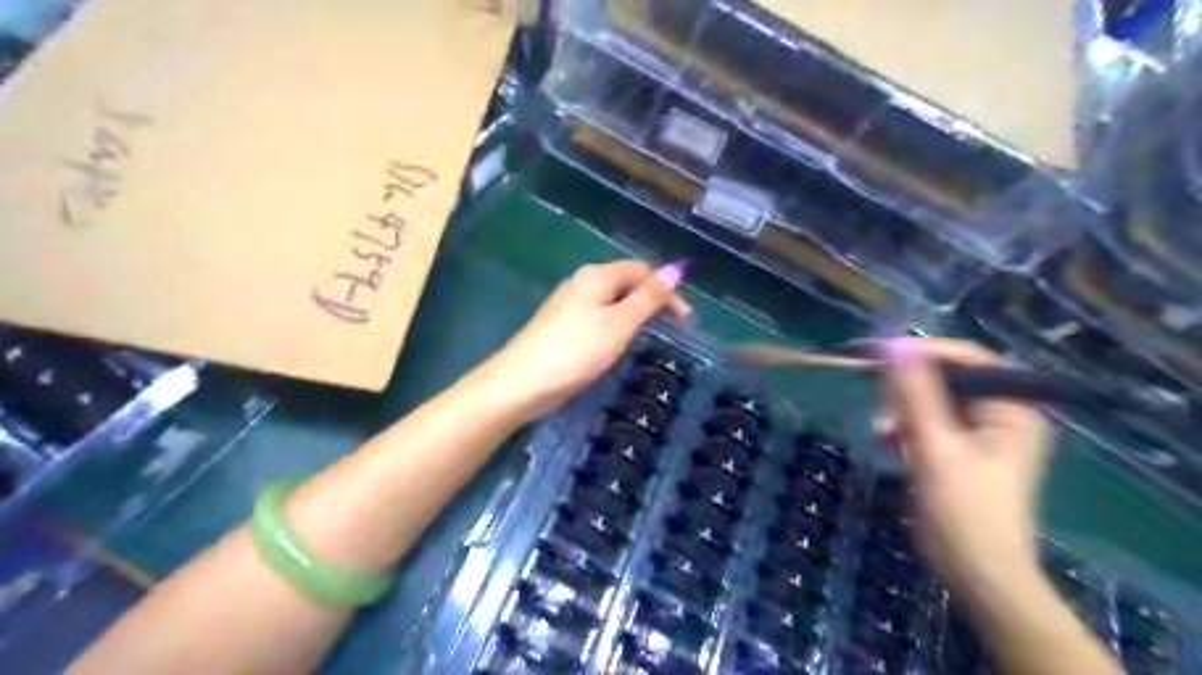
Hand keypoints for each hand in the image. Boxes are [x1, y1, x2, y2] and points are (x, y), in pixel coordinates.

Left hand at [474, 258, 689, 421]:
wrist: (520, 384)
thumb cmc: (575, 351)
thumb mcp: (618, 324)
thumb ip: (647, 299)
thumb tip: (676, 270)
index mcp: (597, 276)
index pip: (642, 271)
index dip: (667, 290)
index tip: (686, 321)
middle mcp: (583, 283)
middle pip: (627, 283)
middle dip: (653, 302)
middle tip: (674, 330)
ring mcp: (570, 305)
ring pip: (613, 302)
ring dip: (636, 315)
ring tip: (653, 337)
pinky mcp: (563, 327)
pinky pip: (600, 319)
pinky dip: (618, 328)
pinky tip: (621, 345)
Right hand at [879, 336, 1054, 601]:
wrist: (978, 574)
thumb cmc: (964, 511)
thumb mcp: (936, 448)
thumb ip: (916, 396)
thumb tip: (896, 348)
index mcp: (1011, 410)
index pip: (969, 360)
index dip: (924, 352)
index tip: (880, 354)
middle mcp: (1001, 416)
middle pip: (946, 381)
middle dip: (909, 392)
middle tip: (882, 408)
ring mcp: (980, 435)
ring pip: (931, 403)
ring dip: (903, 414)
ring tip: (884, 433)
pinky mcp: (959, 453)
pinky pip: (927, 425)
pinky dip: (906, 431)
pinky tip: (890, 444)